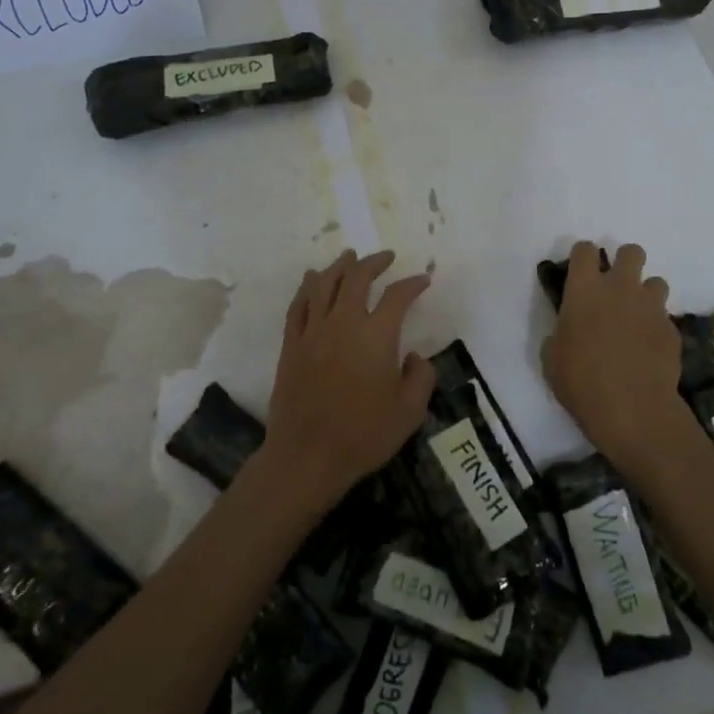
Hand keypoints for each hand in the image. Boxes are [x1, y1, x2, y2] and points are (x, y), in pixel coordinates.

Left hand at [262, 249, 434, 508]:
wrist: (307, 456)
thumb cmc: (363, 435)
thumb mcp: (409, 411)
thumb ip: (421, 377)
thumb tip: (414, 356)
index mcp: (377, 335)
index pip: (397, 296)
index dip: (413, 284)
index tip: (423, 280)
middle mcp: (344, 323)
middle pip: (357, 278)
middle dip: (374, 262)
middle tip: (385, 257)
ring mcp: (313, 332)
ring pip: (324, 285)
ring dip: (339, 266)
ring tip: (349, 256)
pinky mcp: (291, 345)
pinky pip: (298, 306)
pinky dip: (307, 288)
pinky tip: (311, 280)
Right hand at [541, 241, 690, 478]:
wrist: (632, 409)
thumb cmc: (580, 381)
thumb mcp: (552, 357)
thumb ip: (560, 333)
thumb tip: (568, 332)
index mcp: (585, 289)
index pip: (584, 250)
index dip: (583, 256)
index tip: (581, 271)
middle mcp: (620, 288)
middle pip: (631, 252)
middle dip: (625, 262)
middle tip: (616, 287)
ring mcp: (651, 307)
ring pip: (656, 282)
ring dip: (646, 294)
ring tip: (637, 318)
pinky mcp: (672, 330)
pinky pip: (665, 318)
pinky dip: (657, 327)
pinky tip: (649, 349)